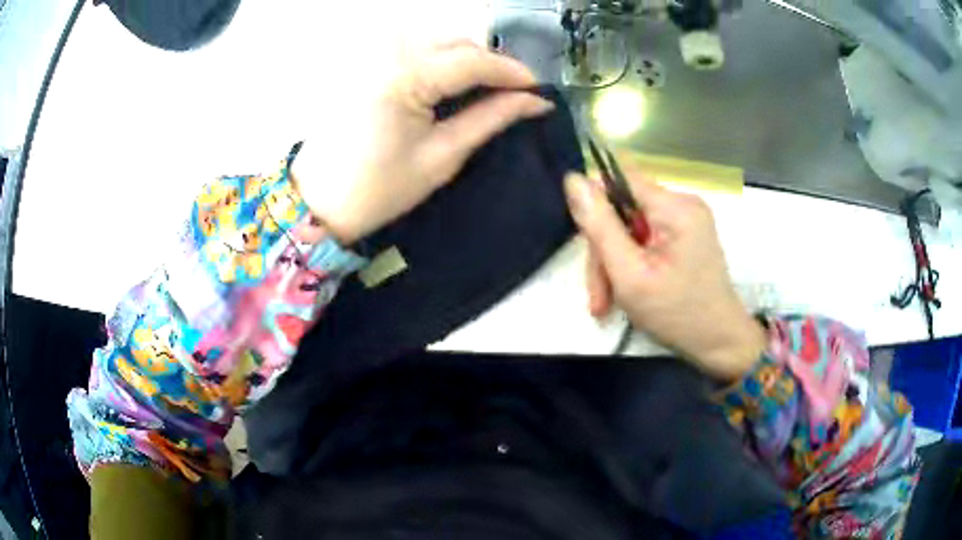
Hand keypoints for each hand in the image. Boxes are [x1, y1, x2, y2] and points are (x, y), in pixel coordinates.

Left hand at [291, 42, 554, 243]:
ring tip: (485, 90)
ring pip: (436, 40)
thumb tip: (535, 102)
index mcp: (403, 77)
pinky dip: (440, 59)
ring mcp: (371, 53)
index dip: (512, 72)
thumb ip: (490, 119)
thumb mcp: (442, 157)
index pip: (473, 60)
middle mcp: (386, 52)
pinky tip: (451, 83)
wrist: (317, 202)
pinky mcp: (363, 62)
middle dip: (490, 63)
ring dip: (467, 59)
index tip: (540, 90)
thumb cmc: (378, 190)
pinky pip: (413, 48)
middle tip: (515, 93)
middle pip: (456, 42)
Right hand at [564, 172, 765, 380]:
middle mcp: (682, 205)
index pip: (618, 179)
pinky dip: (630, 265)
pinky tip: (625, 293)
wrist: (719, 343)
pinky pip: (645, 240)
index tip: (587, 245)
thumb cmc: (677, 313)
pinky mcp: (685, 237)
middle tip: (599, 296)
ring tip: (607, 303)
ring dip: (614, 265)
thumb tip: (573, 179)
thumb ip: (600, 226)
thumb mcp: (630, 274)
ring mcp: (685, 221)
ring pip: (630, 229)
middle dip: (604, 251)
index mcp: (674, 207)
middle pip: (623, 210)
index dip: (595, 204)